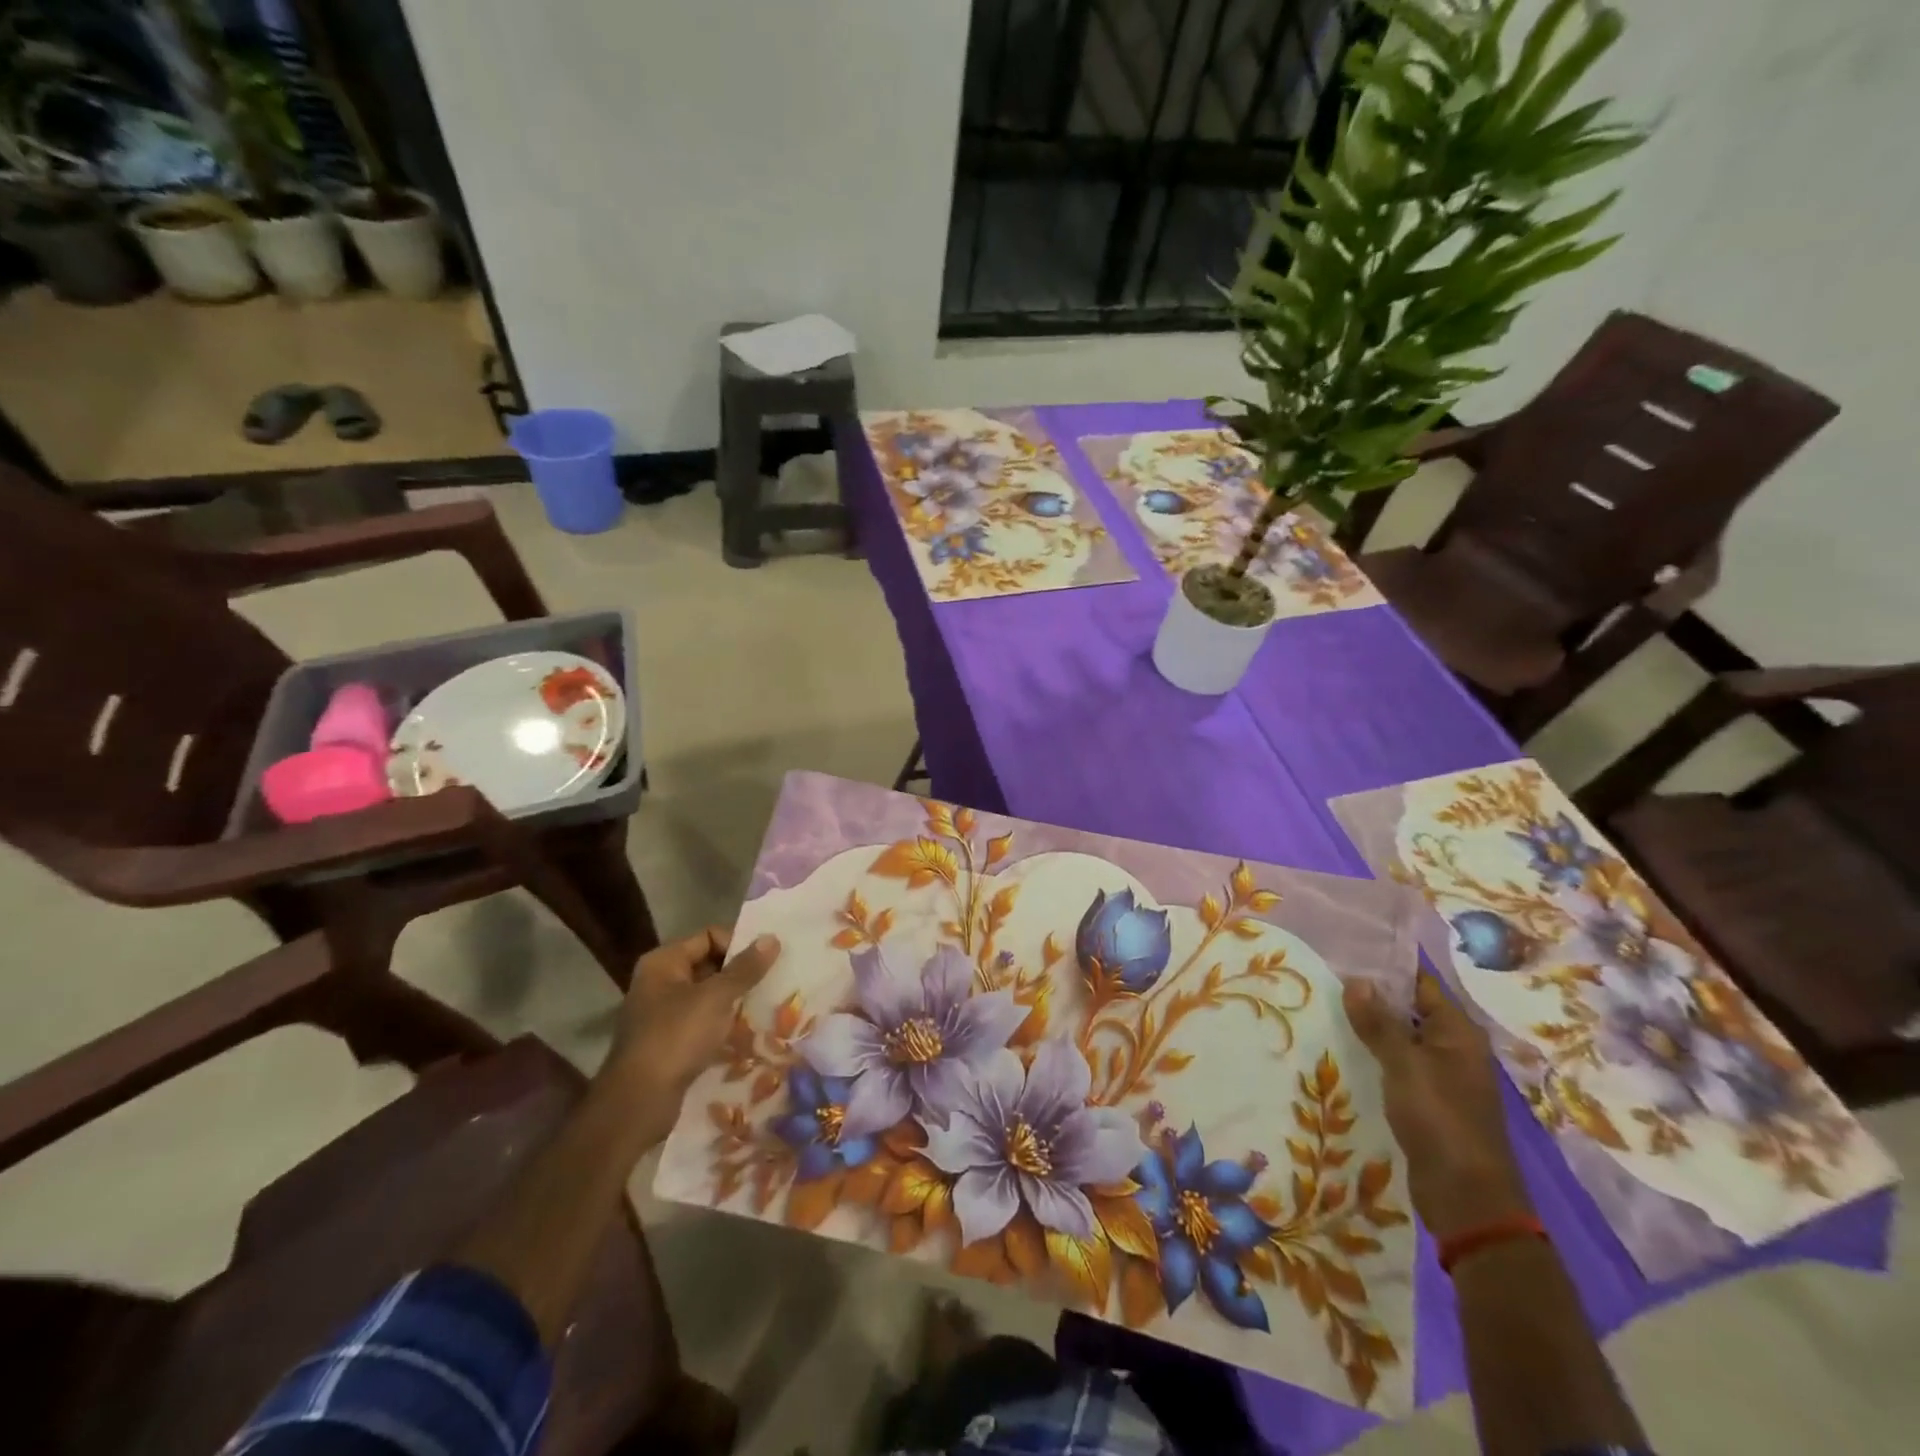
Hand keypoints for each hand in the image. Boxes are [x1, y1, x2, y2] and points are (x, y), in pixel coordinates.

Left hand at [605, 928, 781, 1116]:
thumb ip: (745, 968)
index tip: (767, 960)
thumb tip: (772, 937)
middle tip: (773, 981)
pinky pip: (702, 1022)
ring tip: (766, 1005)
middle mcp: (659, 982)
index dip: (738, 944)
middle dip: (740, 974)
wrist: (638, 1103)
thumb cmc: (676, 1038)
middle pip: (708, 964)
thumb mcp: (716, 998)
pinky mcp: (668, 1042)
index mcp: (664, 962)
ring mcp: (662, 1013)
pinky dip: (722, 1024)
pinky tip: (748, 1032)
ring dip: (734, 1001)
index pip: (709, 936)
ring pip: (707, 996)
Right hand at [1343, 971, 1532, 1240]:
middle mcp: (1454, 1048)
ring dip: (1369, 1028)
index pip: (1420, 983)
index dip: (1387, 966)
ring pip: (1401, 1039)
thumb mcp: (1404, 1064)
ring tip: (1323, 1008)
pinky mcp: (1428, 1101)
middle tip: (1324, 976)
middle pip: (1409, 1009)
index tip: (1346, 950)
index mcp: (1458, 1031)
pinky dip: (1374, 1056)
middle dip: (1372, 996)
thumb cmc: (1440, 1119)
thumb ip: (1379, 1022)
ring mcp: (1442, 1076)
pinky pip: (1397, 1065)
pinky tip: (1341, 1050)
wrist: (1467, 1197)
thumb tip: (1356, 979)